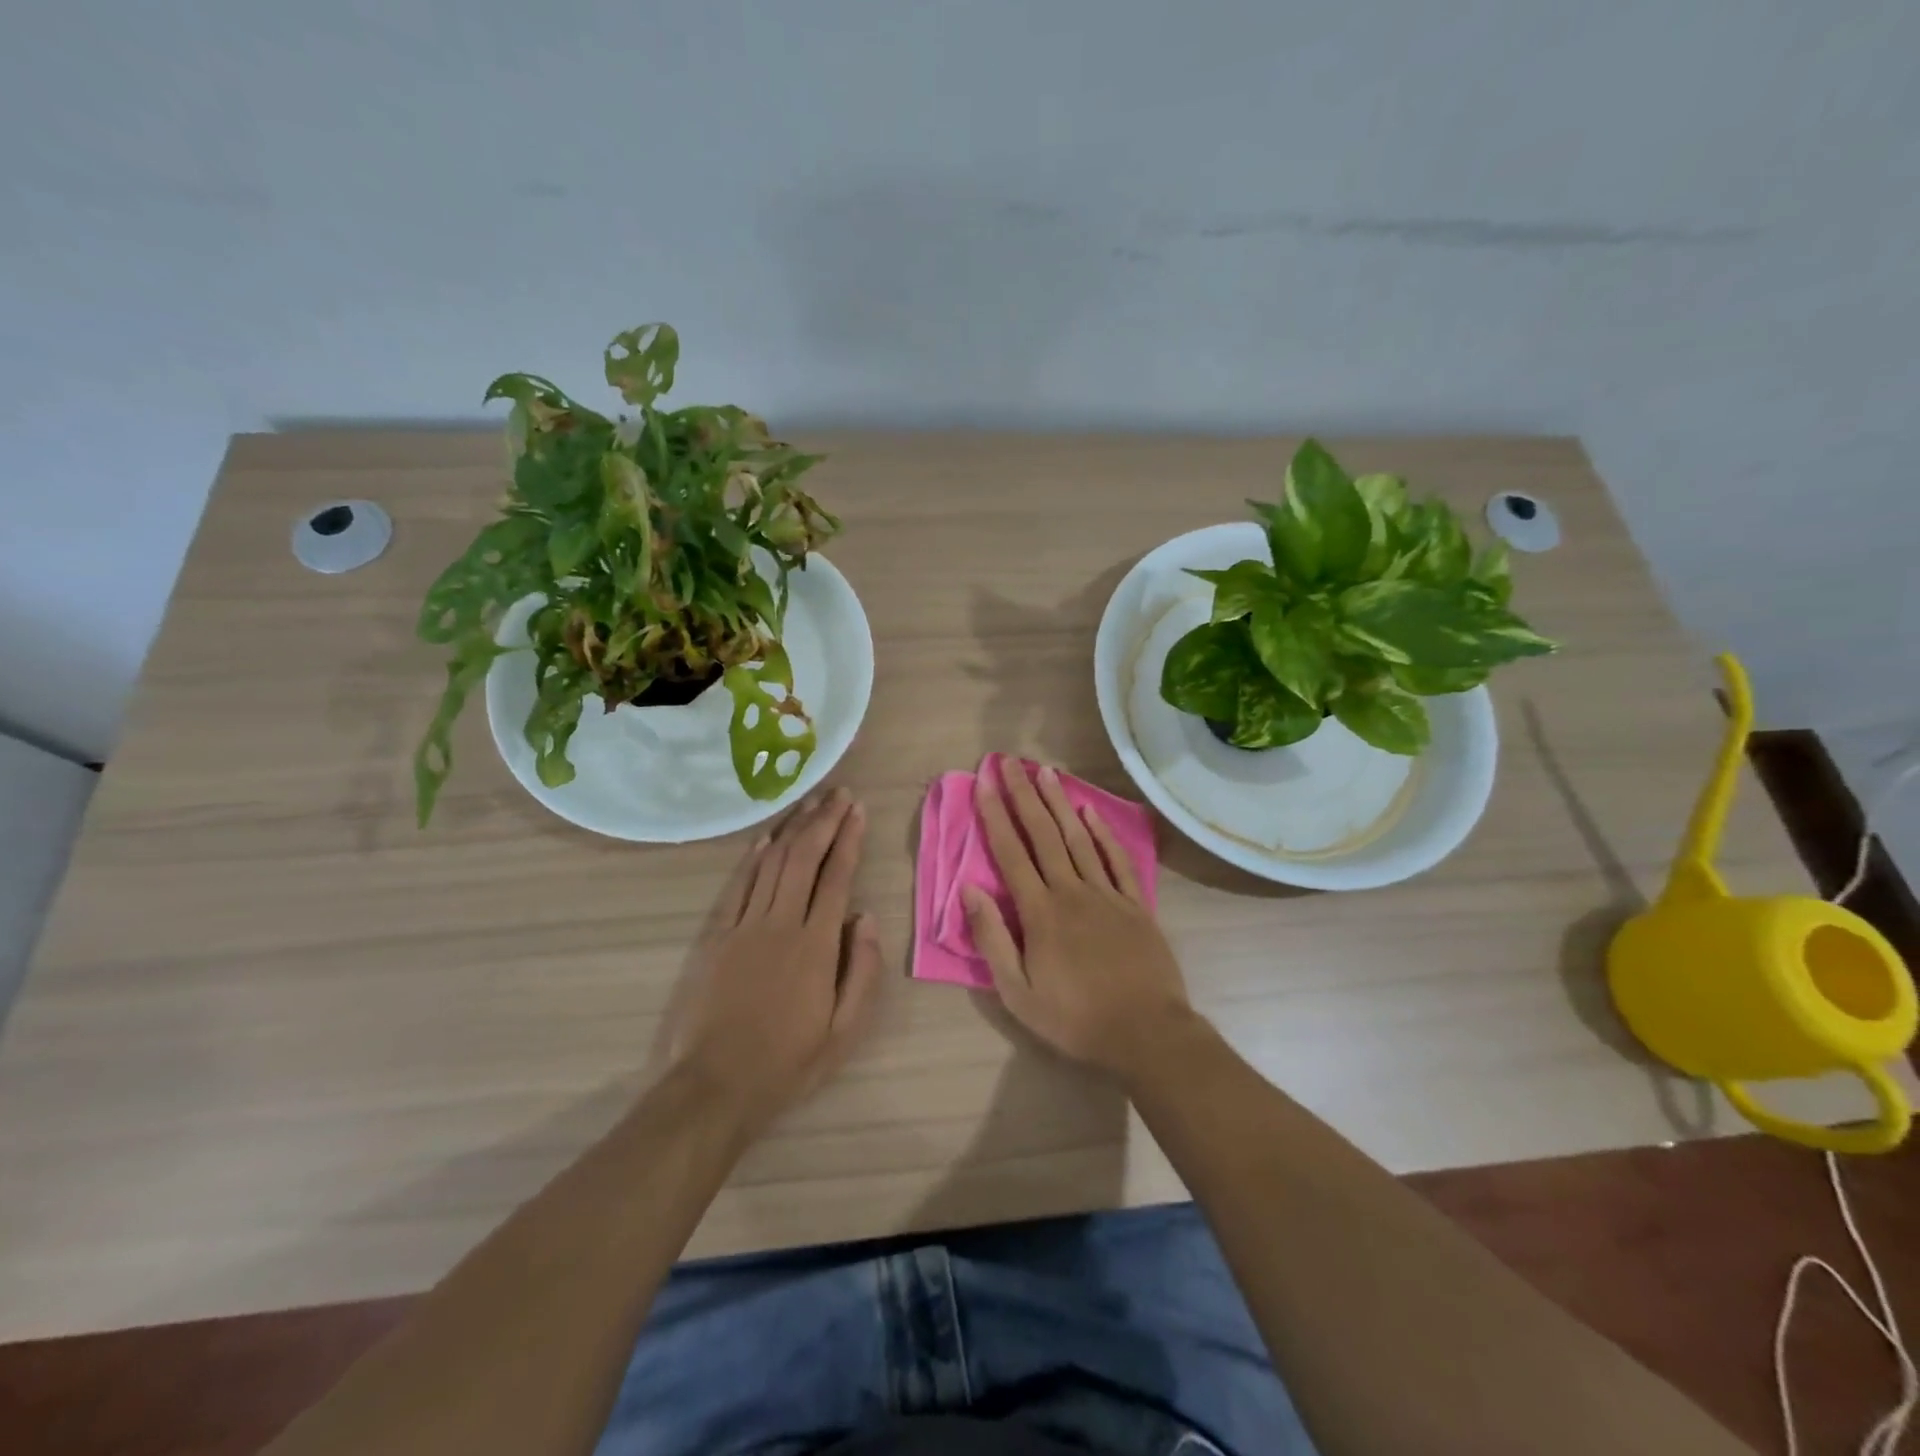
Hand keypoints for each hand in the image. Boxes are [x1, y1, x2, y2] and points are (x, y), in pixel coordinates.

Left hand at [666, 788, 883, 1127]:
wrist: (716, 1086)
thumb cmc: (788, 1062)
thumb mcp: (845, 1031)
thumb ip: (863, 970)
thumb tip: (867, 918)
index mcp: (817, 945)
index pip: (837, 877)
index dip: (848, 839)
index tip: (857, 810)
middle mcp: (781, 923)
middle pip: (804, 858)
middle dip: (824, 821)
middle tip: (838, 793)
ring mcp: (744, 926)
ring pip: (771, 863)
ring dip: (792, 829)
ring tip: (809, 803)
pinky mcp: (717, 936)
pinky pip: (738, 886)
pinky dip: (753, 858)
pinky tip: (765, 840)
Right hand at [963, 759, 1197, 1083]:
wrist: (1147, 1032)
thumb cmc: (1075, 1018)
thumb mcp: (1018, 992)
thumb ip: (992, 939)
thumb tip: (969, 890)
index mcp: (1040, 912)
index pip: (1011, 853)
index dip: (995, 815)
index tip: (983, 783)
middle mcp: (1071, 891)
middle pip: (1043, 834)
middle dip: (1023, 795)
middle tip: (1010, 761)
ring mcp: (1106, 894)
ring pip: (1078, 838)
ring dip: (1059, 803)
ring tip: (1045, 772)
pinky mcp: (1135, 904)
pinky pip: (1116, 860)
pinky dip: (1102, 833)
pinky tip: (1090, 812)